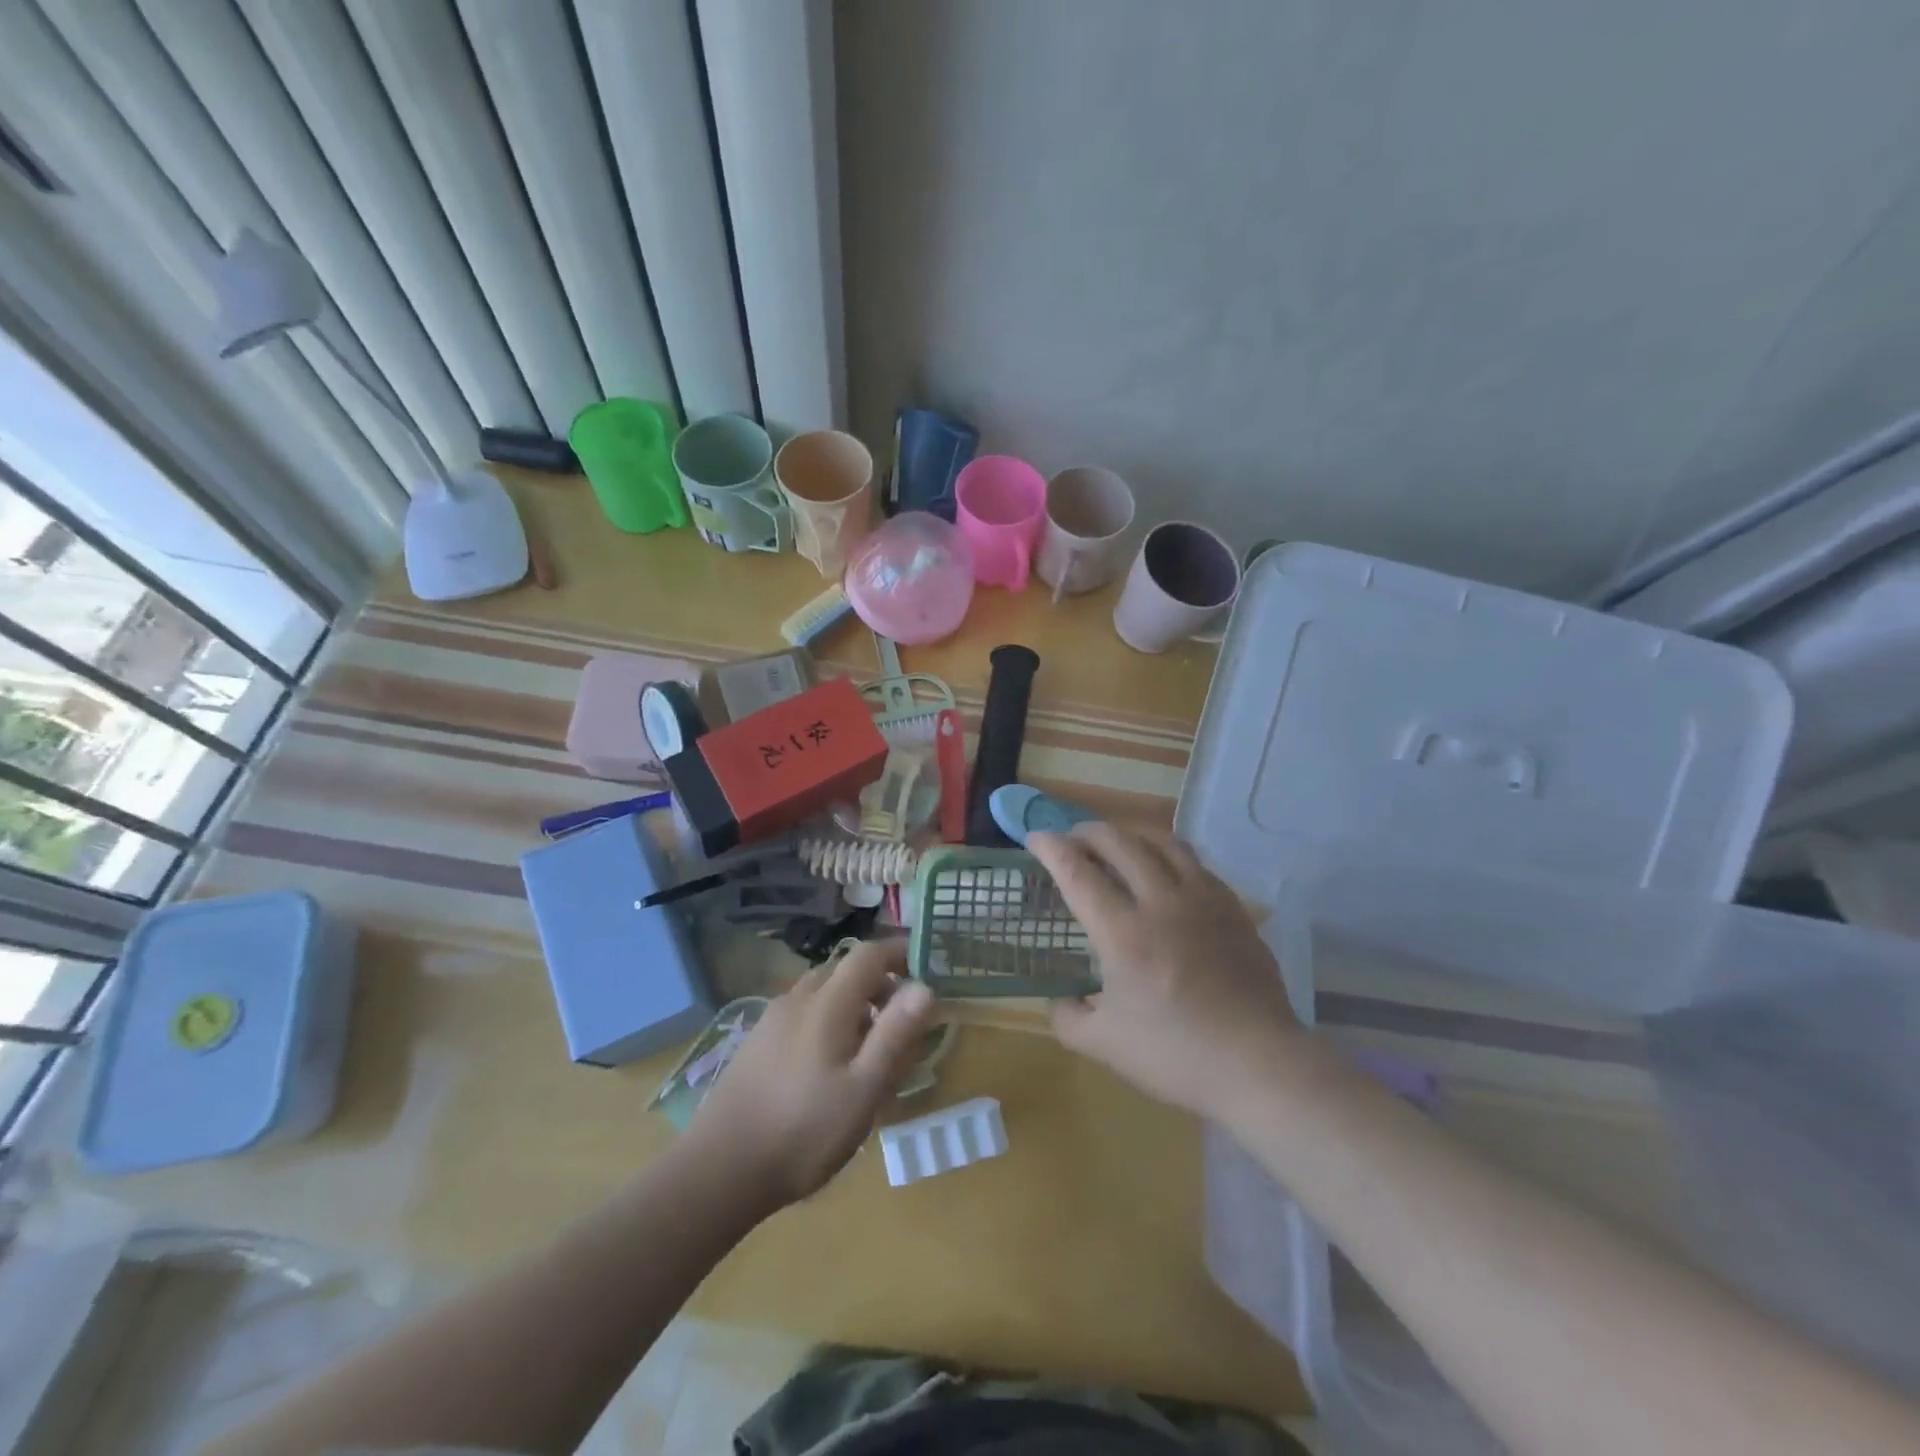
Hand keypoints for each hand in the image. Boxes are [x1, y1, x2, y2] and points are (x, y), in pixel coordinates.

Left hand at [686, 939, 936, 1209]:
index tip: (926, 968)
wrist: (719, 1170)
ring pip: (822, 991)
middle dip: (879, 983)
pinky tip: (830, 1065)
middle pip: (844, 969)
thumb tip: (925, 986)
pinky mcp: (757, 1041)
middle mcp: (798, 998)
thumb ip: (895, 1035)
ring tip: (870, 1047)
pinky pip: (803, 1012)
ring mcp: (772, 1019)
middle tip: (903, 1020)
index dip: (899, 952)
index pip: (868, 953)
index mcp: (827, 1002)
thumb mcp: (863, 1089)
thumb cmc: (803, 1131)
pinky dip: (828, 1019)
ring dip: (853, 1003)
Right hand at [1029, 824, 1305, 1123]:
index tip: (1035, 838)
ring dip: (1130, 834)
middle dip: (1087, 832)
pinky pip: (1195, 862)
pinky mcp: (1233, 908)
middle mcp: (1161, 902)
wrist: (1259, 1064)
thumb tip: (1060, 999)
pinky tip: (1165, 872)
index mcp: (1123, 932)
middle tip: (1072, 840)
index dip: (1051, 848)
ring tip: (1117, 845)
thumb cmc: (1176, 1055)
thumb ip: (1068, 1018)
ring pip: (1162, 842)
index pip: (1078, 872)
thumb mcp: (1104, 1046)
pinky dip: (1168, 854)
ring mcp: (1202, 900)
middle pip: (1119, 842)